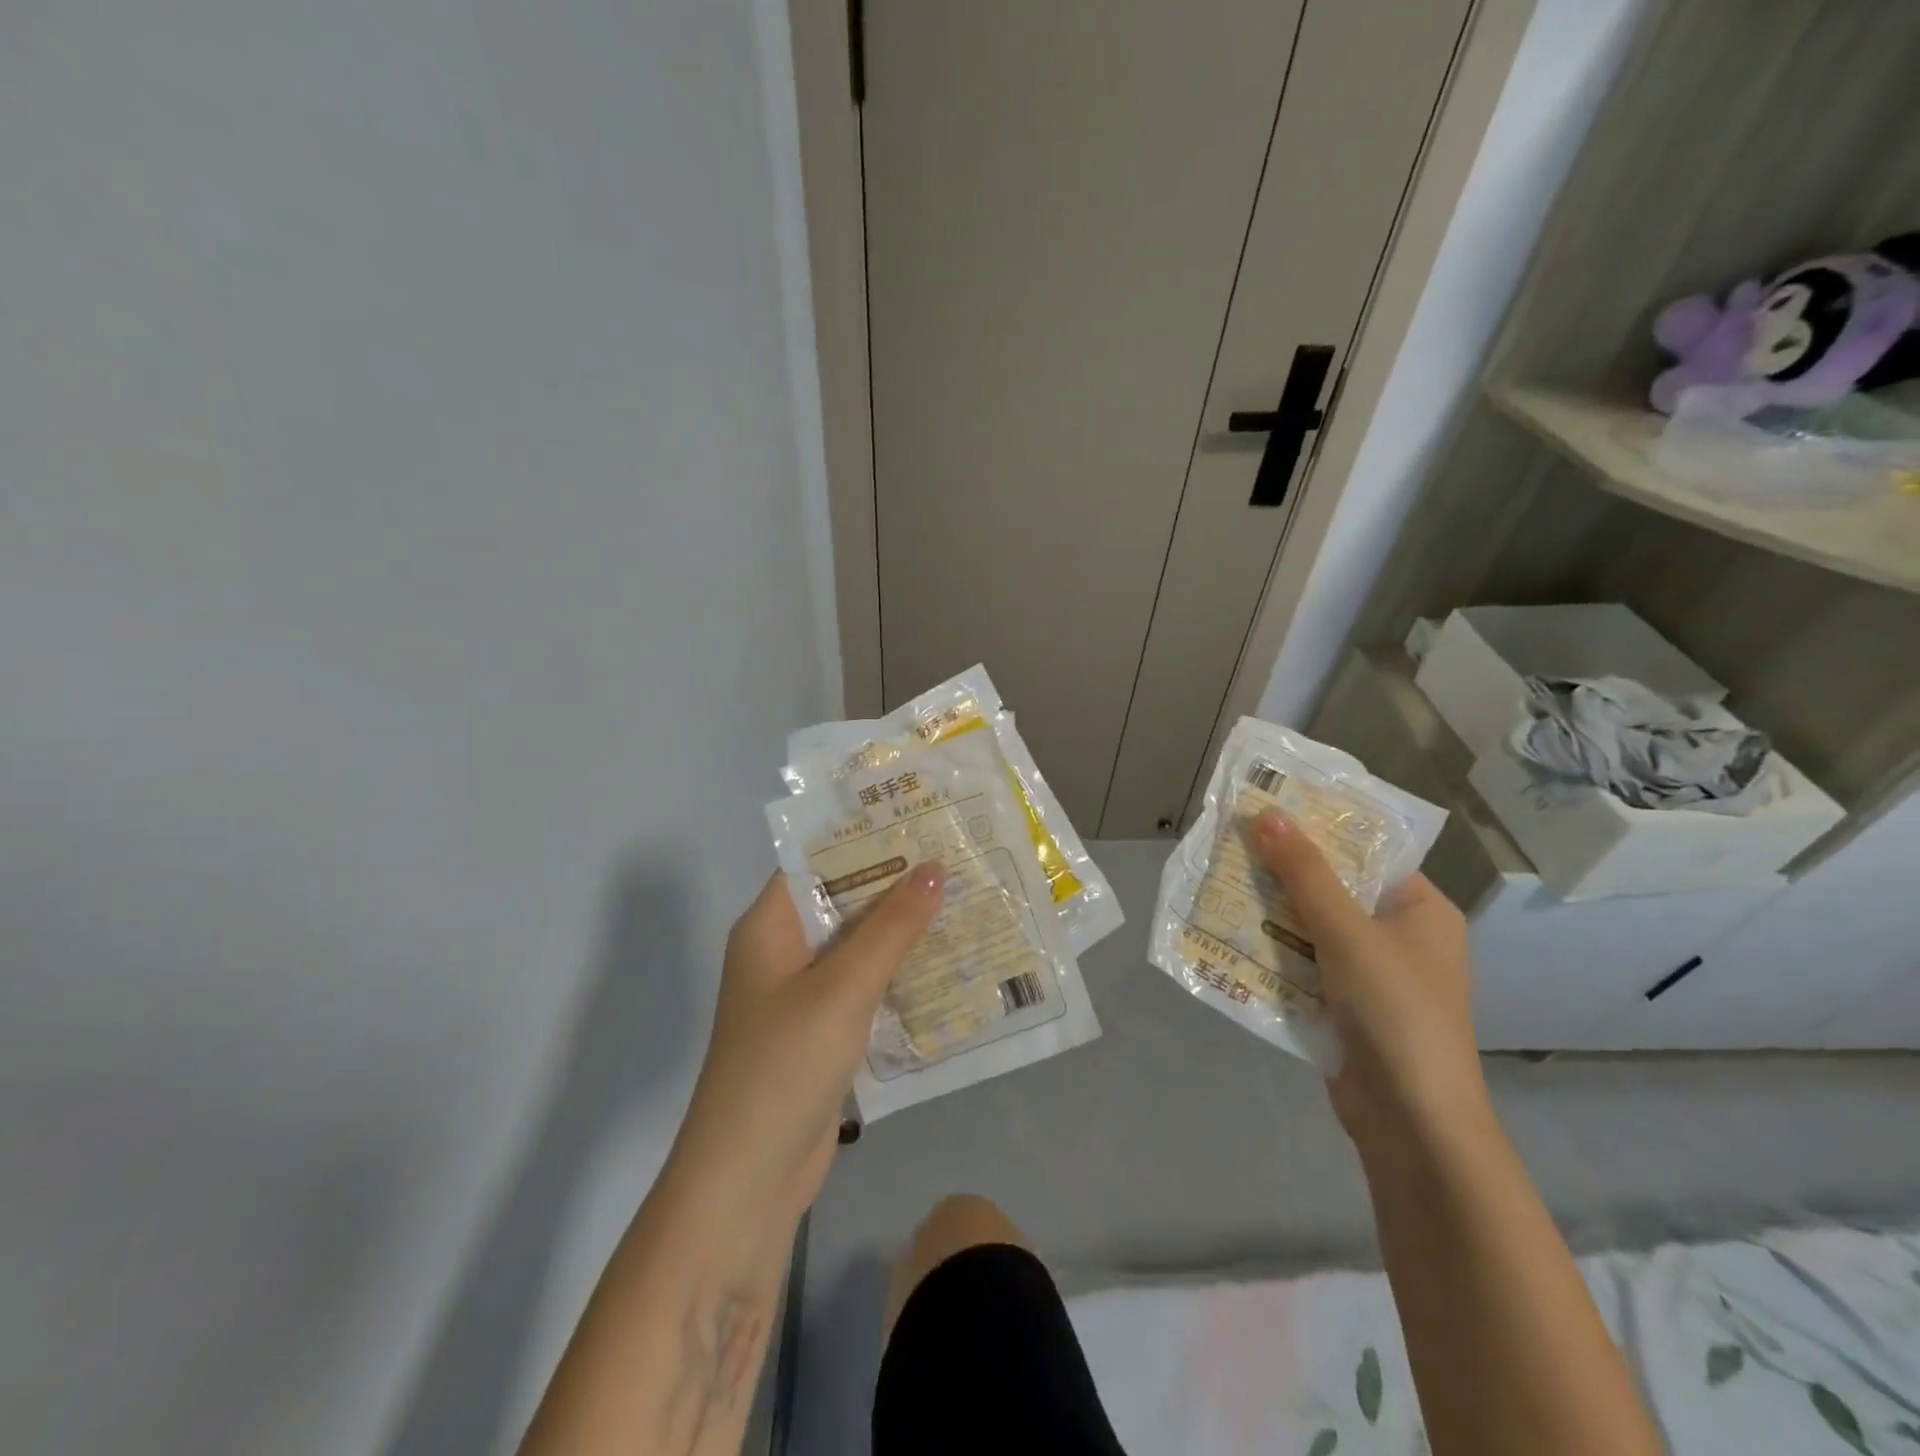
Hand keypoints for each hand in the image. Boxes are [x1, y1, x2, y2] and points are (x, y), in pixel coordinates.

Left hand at [665, 864, 945, 1232]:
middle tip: (959, 857)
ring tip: (966, 900)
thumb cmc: (785, 1064)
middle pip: (844, 902)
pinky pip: (866, 988)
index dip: (867, 838)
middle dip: (897, 884)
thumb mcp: (844, 986)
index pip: (818, 861)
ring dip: (904, 931)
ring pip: (860, 947)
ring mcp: (803, 995)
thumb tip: (935, 867)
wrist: (749, 1180)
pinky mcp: (823, 1032)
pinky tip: (948, 964)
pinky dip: (899, 975)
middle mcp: (784, 952)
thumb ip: (892, 926)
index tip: (921, 820)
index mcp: (770, 926)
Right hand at [1251, 809, 1487, 1153]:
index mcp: (1420, 910)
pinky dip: (1270, 951)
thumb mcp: (1347, 933)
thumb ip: (1305, 874)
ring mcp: (1369, 975)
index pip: (1366, 852)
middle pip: (1332, 889)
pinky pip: (1300, 964)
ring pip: (1310, 927)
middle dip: (1282, 871)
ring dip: (1269, 911)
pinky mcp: (1342, 1006)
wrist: (1411, 1124)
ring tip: (1217, 879)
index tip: (1268, 808)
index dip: (1318, 828)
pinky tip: (1227, 933)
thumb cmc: (1396, 1012)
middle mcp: (1398, 936)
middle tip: (1230, 842)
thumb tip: (1266, 814)